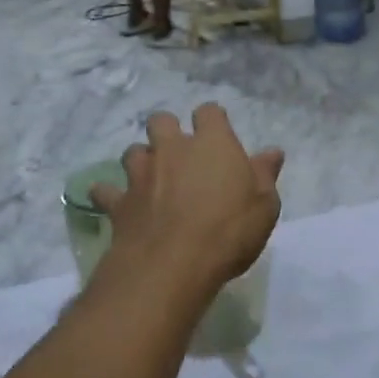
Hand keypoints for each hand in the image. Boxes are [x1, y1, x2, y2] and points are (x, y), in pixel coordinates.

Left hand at [90, 104, 283, 299]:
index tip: (217, 134)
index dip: (212, 120)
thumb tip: (272, 152)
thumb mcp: (264, 205)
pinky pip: (106, 192)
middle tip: (178, 153)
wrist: (173, 264)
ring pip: (133, 151)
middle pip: (161, 121)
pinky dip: (109, 195)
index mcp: (211, 144)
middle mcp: (172, 149)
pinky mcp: (119, 202)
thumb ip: (265, 175)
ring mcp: (141, 174)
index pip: (209, 113)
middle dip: (167, 131)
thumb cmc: (228, 230)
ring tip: (151, 177)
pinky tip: (113, 202)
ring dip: (141, 160)